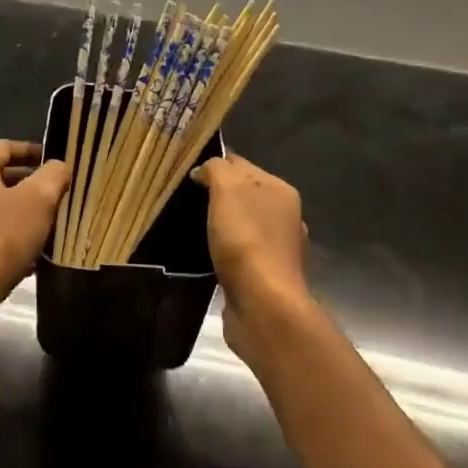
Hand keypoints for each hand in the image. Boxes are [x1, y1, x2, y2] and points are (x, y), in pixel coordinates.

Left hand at [0, 140, 69, 327]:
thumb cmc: (2, 239)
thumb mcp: (39, 200)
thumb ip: (53, 175)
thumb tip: (58, 166)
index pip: (2, 147)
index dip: (30, 150)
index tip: (53, 161)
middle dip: (26, 184)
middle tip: (53, 195)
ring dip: (14, 212)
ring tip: (42, 226)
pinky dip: (2, 236)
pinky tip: (24, 255)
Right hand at [193, 153, 311, 368]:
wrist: (263, 304)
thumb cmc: (245, 240)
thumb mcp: (227, 190)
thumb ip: (217, 170)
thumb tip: (204, 170)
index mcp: (280, 190)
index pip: (241, 163)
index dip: (214, 164)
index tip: (185, 174)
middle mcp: (284, 215)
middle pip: (243, 194)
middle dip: (217, 194)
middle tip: (183, 200)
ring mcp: (277, 247)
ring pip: (242, 223)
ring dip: (221, 224)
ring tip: (191, 228)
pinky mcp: (264, 275)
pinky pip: (239, 251)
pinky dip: (224, 250)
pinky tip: (206, 255)